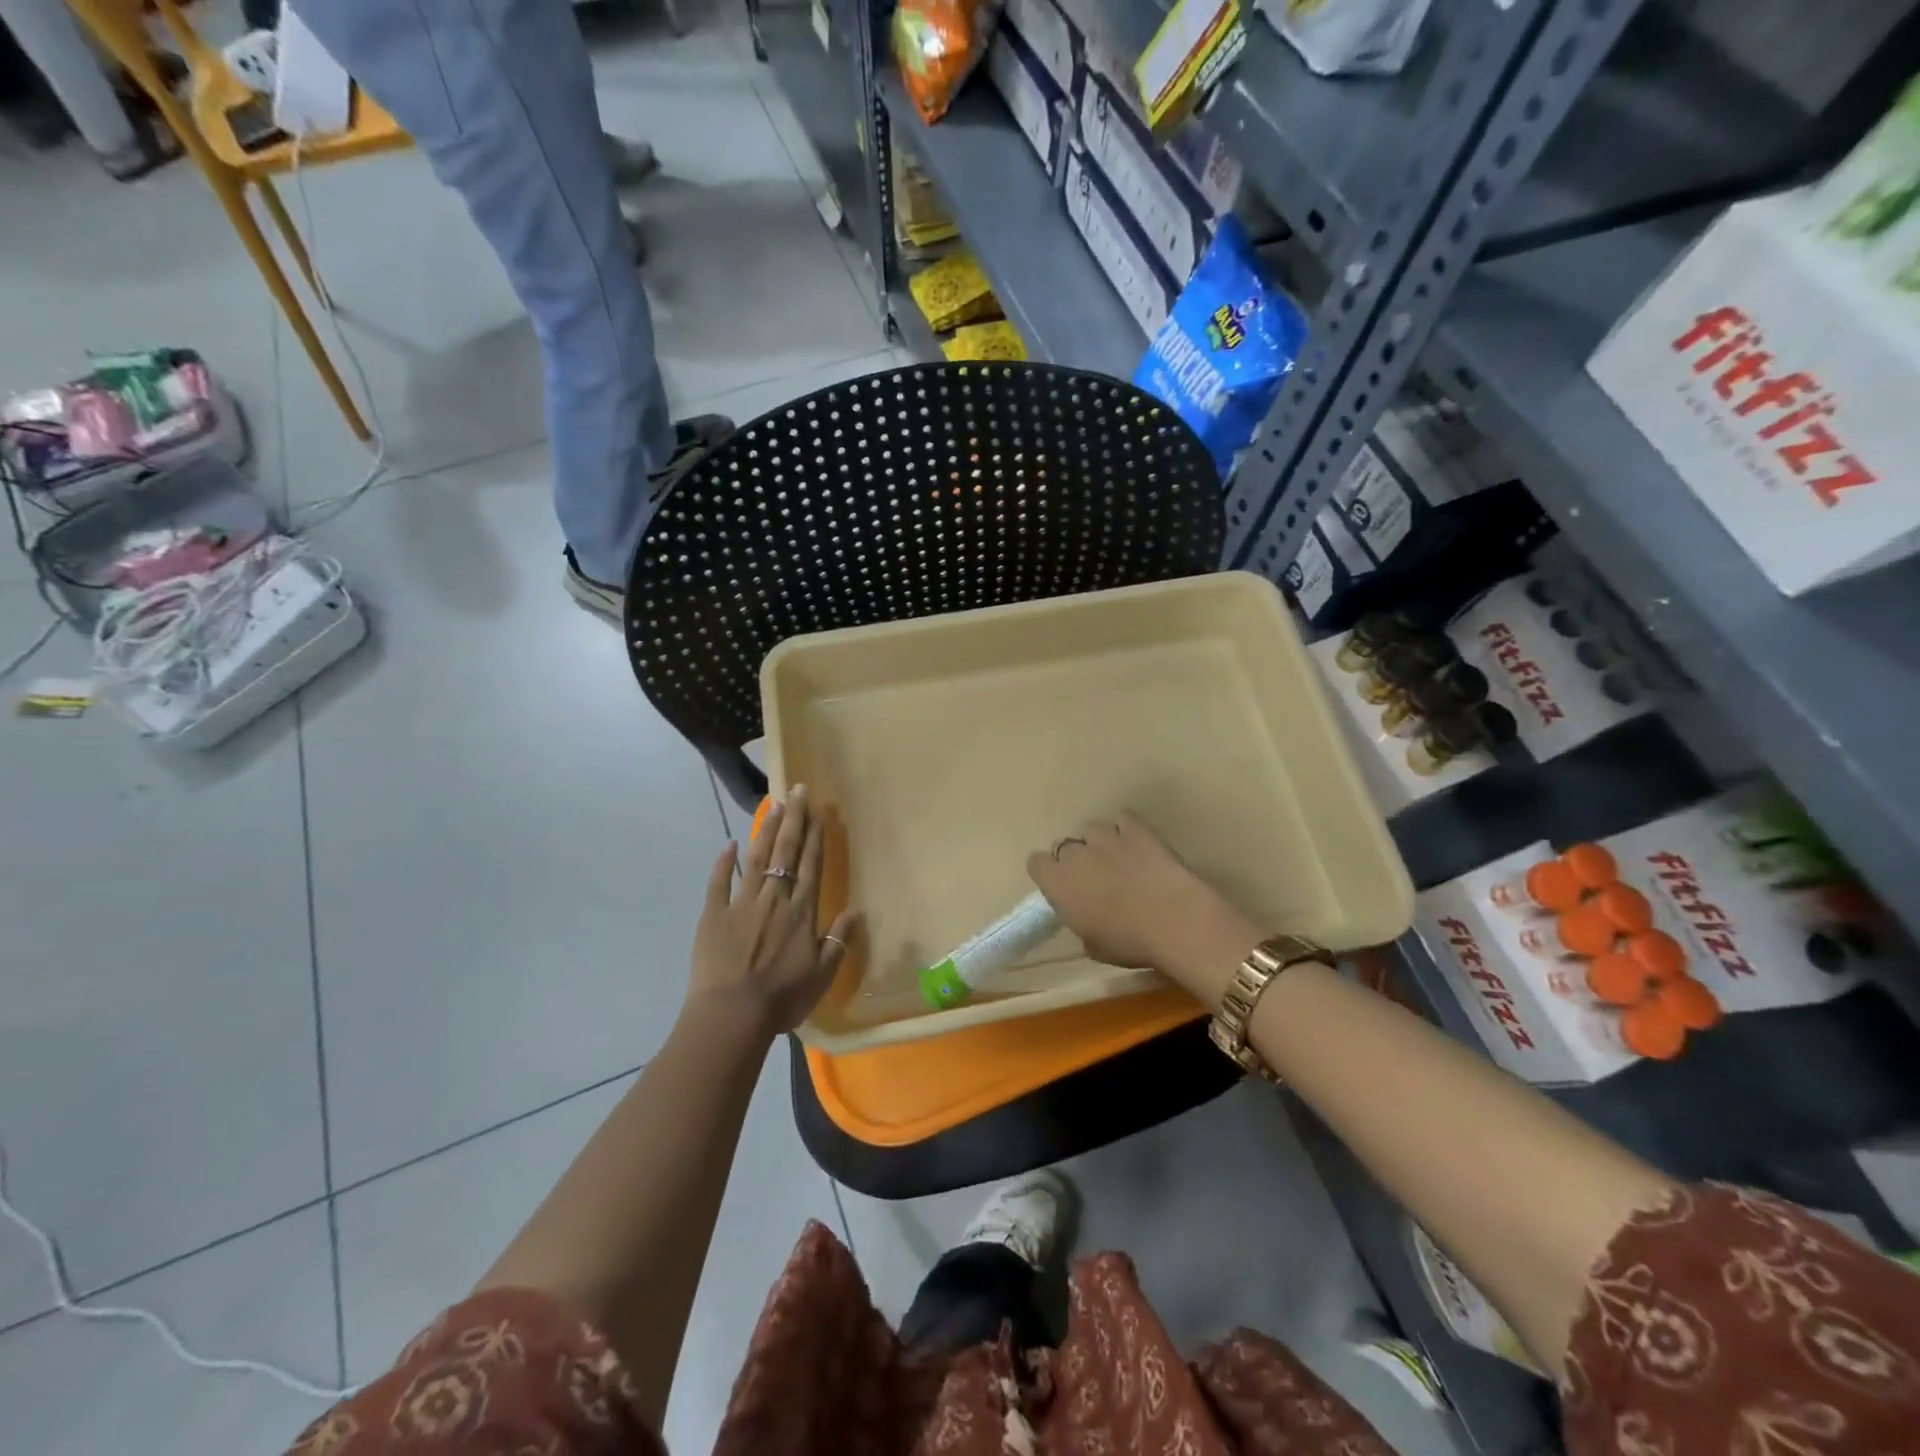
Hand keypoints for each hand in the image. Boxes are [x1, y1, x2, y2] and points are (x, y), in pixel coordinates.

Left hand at [687, 784, 856, 1036]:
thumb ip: (837, 941)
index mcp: (802, 911)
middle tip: (798, 790)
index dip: (816, 836)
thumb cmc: (782, 998)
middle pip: (787, 851)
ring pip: (757, 857)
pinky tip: (730, 843)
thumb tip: (854, 912)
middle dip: (795, 819)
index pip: (812, 864)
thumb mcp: (822, 975)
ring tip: (774, 805)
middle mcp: (775, 897)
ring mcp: (742, 903)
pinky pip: (719, 881)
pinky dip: (724, 861)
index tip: (819, 810)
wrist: (732, 1014)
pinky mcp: (714, 914)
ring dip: (767, 830)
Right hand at [1027, 812, 1260, 1005]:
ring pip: (1092, 830)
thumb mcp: (1094, 947)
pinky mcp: (1137, 829)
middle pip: (1065, 847)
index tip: (1062, 888)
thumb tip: (1087, 917)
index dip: (1048, 874)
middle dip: (1076, 860)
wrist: (1175, 921)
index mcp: (1058, 883)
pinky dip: (1127, 829)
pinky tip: (1137, 844)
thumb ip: (1081, 924)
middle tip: (1095, 881)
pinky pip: (1123, 819)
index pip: (1036, 863)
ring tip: (1118, 860)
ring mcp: (1107, 837)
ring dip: (1100, 844)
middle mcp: (1076, 854)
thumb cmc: (1129, 943)